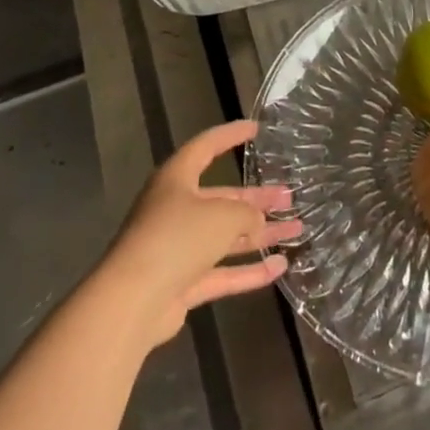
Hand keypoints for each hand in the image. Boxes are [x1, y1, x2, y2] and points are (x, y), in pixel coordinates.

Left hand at [99, 120, 301, 346]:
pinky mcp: (181, 283)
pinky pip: (222, 272)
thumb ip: (247, 214)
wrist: (133, 301)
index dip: (231, 135)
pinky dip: (249, 271)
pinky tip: (280, 268)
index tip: (257, 129)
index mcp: (177, 179)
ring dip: (261, 234)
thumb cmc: (177, 237)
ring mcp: (178, 248)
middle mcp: (176, 209)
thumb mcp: (222, 215)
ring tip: (297, 229)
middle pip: (222, 198)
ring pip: (226, 236)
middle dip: (257, 199)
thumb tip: (258, 221)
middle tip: (289, 196)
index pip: (206, 147)